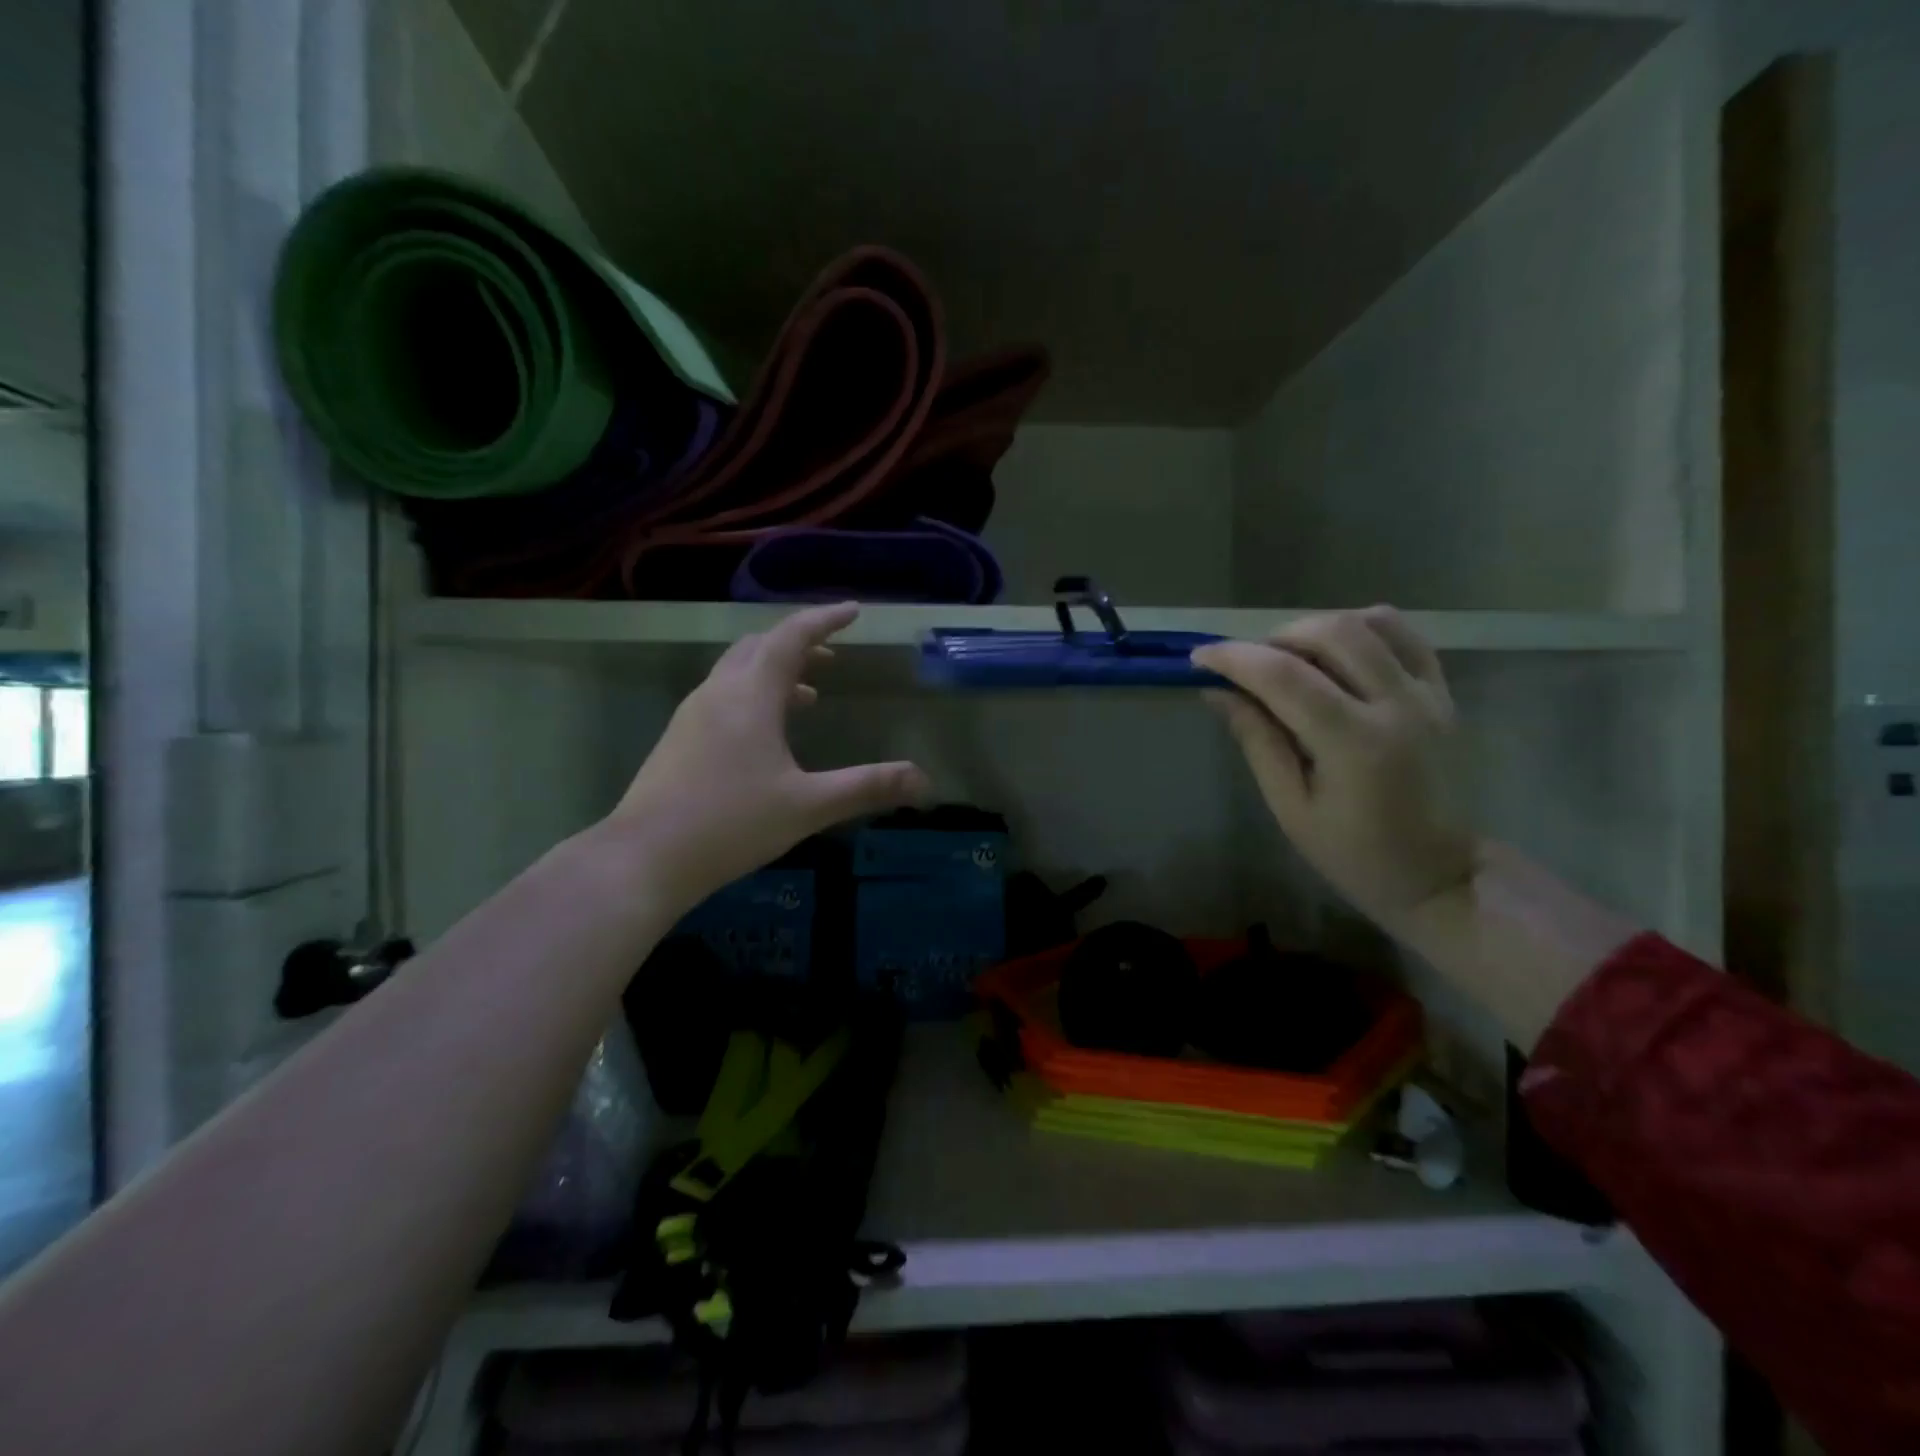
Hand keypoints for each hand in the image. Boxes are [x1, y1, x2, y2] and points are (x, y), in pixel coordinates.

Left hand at [609, 603, 930, 913]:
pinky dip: (754, 695)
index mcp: (751, 695)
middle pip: (760, 646)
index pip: (792, 637)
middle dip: (800, 644)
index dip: (825, 620)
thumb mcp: (808, 805)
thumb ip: (867, 787)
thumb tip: (923, 781)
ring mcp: (693, 715)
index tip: (853, 611)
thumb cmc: (731, 822)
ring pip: (738, 672)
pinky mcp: (679, 739)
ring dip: (775, 670)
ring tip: (809, 694)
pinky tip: (767, 734)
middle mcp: (718, 692)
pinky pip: (724, 696)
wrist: (644, 857)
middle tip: (833, 653)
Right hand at [1193, 607, 1478, 936]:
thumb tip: (1218, 692)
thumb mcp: (1291, 807)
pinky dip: (1362, 630)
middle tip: (1248, 666)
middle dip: (1274, 638)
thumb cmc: (1355, 854)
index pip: (1283, 676)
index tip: (1199, 657)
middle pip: (1330, 633)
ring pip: (1370, 622)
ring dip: (1317, 629)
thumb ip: (1257, 741)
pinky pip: (1404, 636)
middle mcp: (1396, 705)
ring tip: (1291, 658)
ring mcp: (1428, 694)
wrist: (1441, 875)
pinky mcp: (1444, 693)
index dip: (1233, 658)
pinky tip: (1336, 655)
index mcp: (1354, 743)